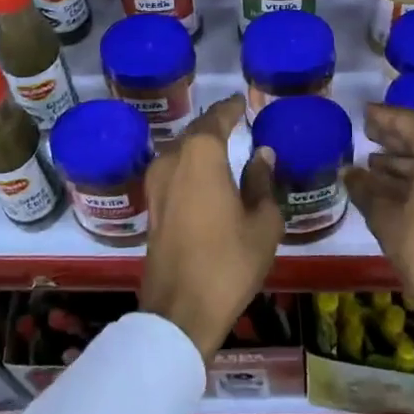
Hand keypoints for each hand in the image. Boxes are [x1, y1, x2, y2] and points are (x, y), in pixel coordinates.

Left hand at [139, 94, 283, 357]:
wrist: (179, 311)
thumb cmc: (228, 262)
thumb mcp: (262, 223)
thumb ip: (262, 182)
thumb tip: (261, 154)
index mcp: (201, 154)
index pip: (217, 117)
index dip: (231, 107)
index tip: (243, 101)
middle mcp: (173, 158)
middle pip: (196, 131)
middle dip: (215, 125)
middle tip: (236, 122)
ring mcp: (156, 182)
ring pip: (181, 151)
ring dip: (200, 146)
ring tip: (223, 147)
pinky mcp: (151, 205)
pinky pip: (173, 171)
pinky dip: (190, 166)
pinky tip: (205, 176)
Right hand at [345, 104, 413, 364]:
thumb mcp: (388, 219)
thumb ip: (366, 188)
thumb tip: (349, 172)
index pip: (405, 120)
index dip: (380, 118)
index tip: (362, 114)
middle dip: (395, 140)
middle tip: (366, 137)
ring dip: (409, 161)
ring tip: (374, 165)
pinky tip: (398, 186)